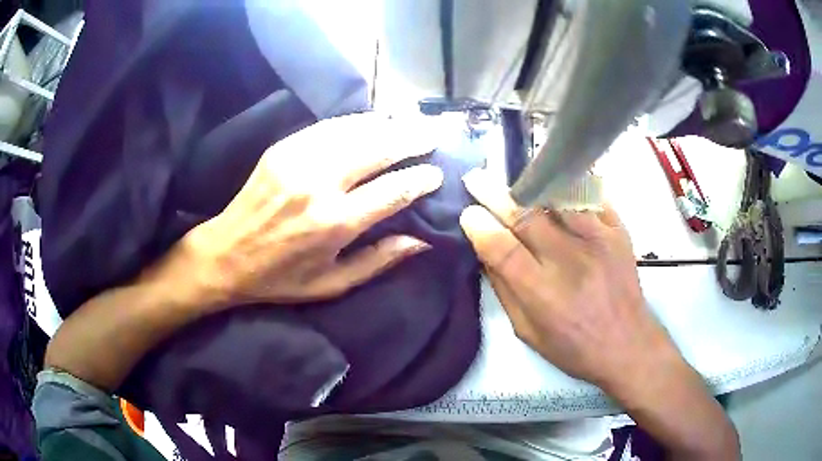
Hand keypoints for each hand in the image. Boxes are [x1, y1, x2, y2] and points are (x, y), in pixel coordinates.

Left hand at [187, 113, 442, 306]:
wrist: (225, 255)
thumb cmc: (280, 278)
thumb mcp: (332, 284)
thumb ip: (378, 261)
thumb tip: (422, 241)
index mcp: (335, 223)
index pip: (393, 190)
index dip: (421, 178)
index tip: (437, 173)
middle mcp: (319, 185)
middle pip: (379, 149)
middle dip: (412, 139)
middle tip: (434, 135)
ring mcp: (298, 161)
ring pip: (355, 131)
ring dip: (388, 125)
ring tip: (410, 123)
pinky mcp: (282, 149)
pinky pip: (328, 127)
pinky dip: (356, 122)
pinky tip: (373, 121)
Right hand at [459, 168, 739, 459]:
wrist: (628, 344)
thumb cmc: (574, 348)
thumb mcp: (528, 333)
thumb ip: (505, 291)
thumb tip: (486, 254)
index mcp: (544, 294)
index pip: (503, 249)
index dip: (480, 227)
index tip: (467, 213)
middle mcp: (570, 261)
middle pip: (526, 216)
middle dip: (494, 194)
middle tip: (476, 178)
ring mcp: (598, 240)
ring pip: (557, 198)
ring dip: (529, 186)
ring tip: (513, 181)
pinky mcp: (618, 231)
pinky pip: (590, 197)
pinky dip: (568, 187)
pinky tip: (554, 182)